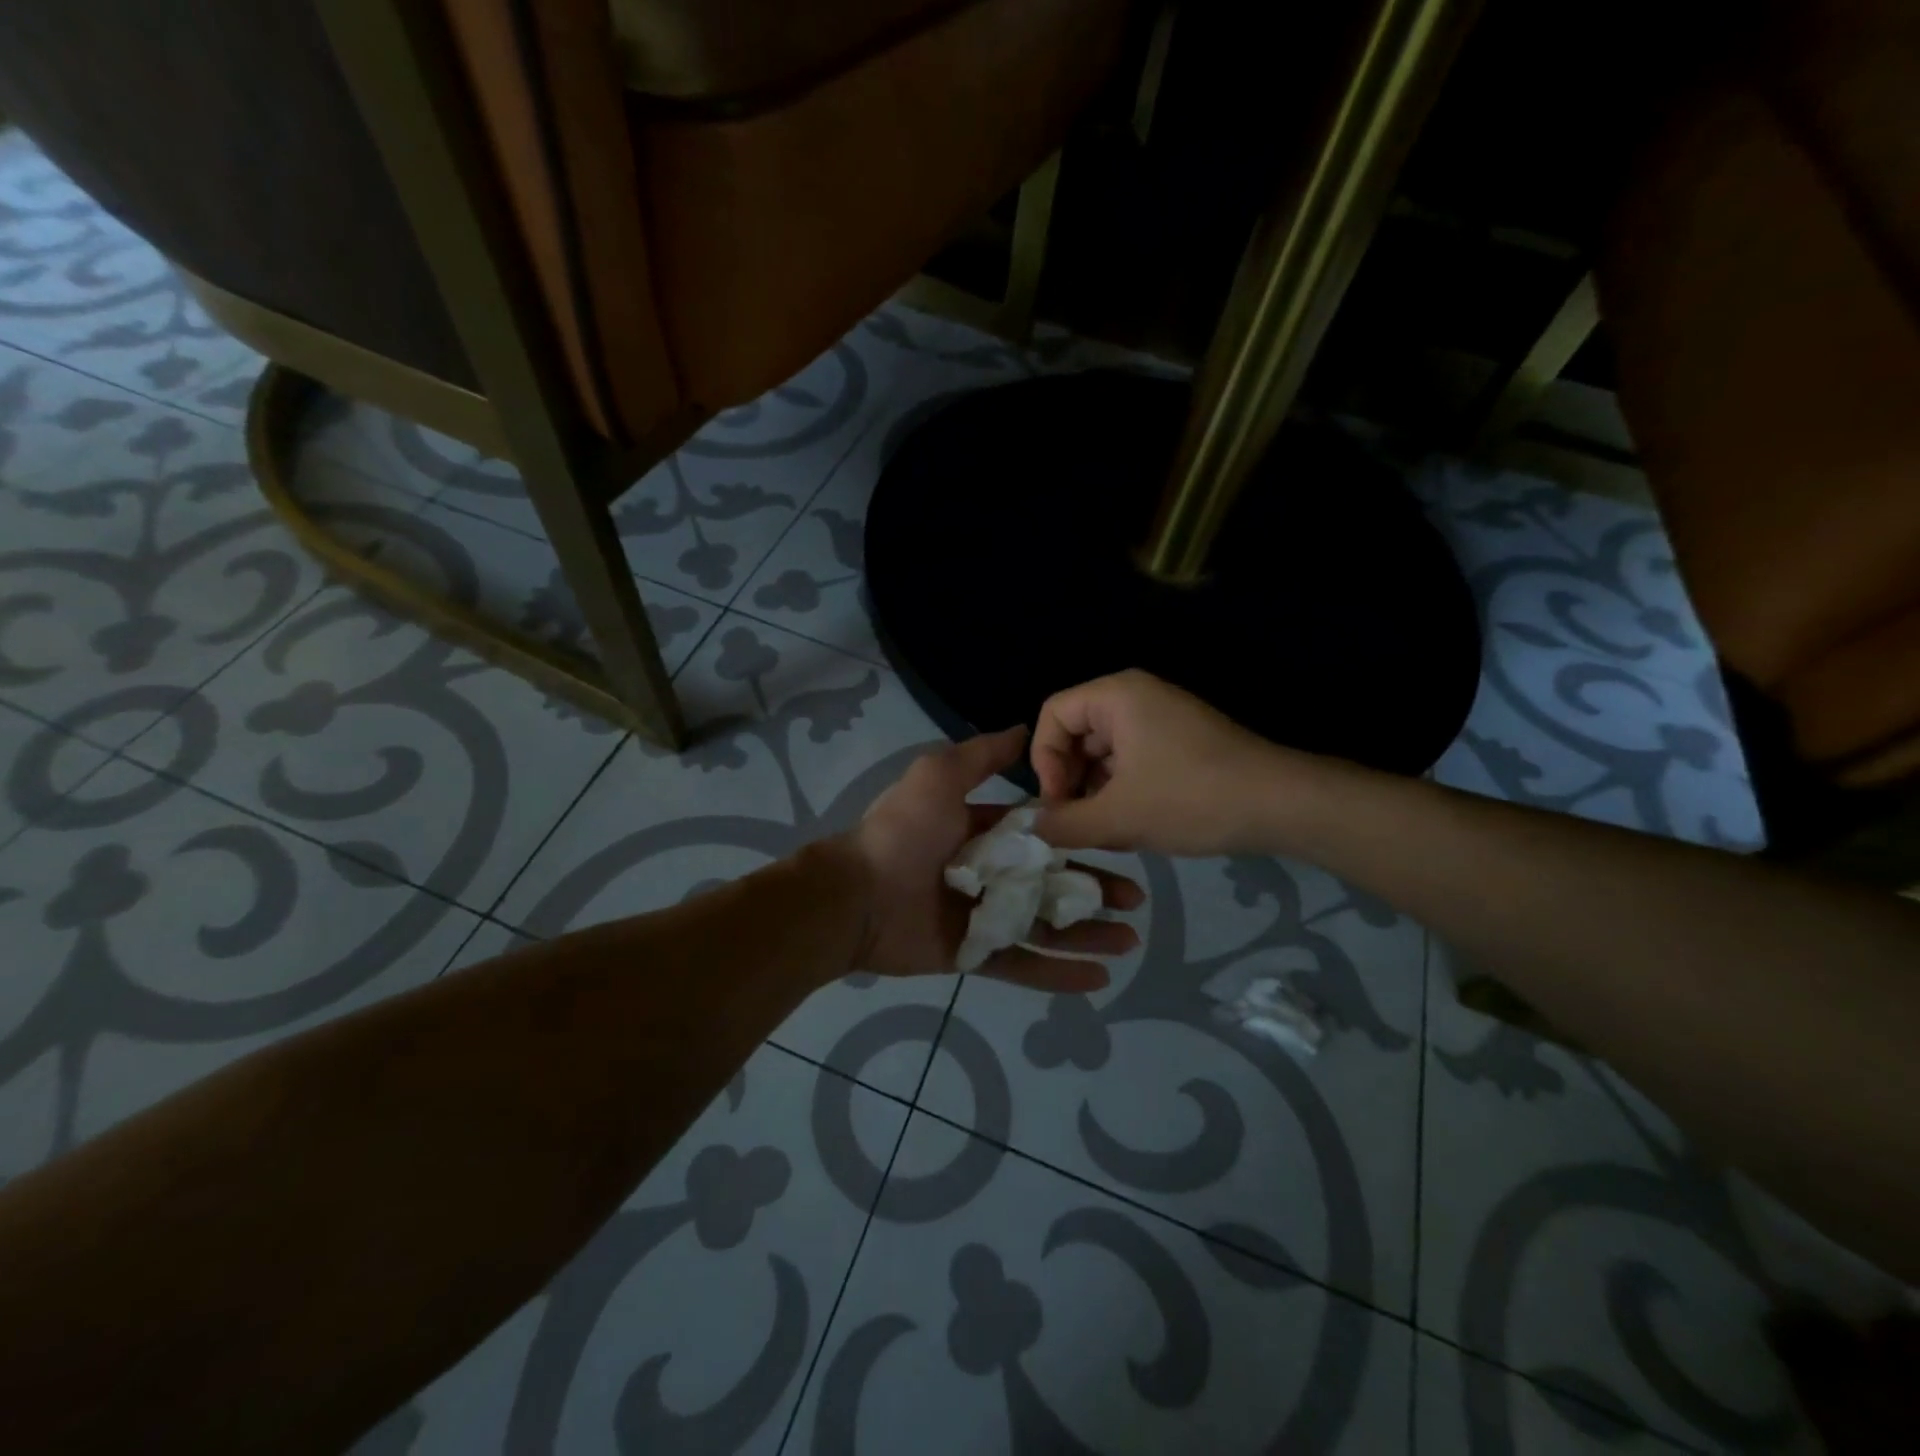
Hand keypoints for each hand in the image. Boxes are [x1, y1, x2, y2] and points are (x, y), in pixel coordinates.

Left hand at [843, 726, 1143, 992]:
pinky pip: (1023, 964)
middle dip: (1094, 889)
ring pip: (1046, 926)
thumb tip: (1023, 729)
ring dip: (1087, 933)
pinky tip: (1098, 978)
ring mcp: (983, 916)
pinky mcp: (975, 954)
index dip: (1079, 839)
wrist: (856, 896)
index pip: (1042, 834)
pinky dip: (1059, 974)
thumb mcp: (939, 777)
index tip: (1118, 843)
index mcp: (982, 831)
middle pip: (1052, 882)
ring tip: (1128, 941)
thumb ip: (981, 756)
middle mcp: (988, 872)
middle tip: (1135, 900)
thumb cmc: (903, 832)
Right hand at [1032, 670, 1303, 856]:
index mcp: (1116, 696)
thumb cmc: (1191, 799)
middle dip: (1071, 782)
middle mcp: (1136, 697)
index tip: (1058, 804)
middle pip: (1076, 734)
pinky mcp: (1180, 743)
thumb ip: (1065, 823)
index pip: (1052, 715)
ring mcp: (1161, 719)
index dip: (1045, 761)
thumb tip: (1032, 828)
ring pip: (1104, 754)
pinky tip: (1133, 827)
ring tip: (1106, 833)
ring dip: (1096, 793)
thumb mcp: (1118, 817)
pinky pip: (1132, 762)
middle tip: (1076, 825)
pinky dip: (1123, 793)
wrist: (1282, 805)